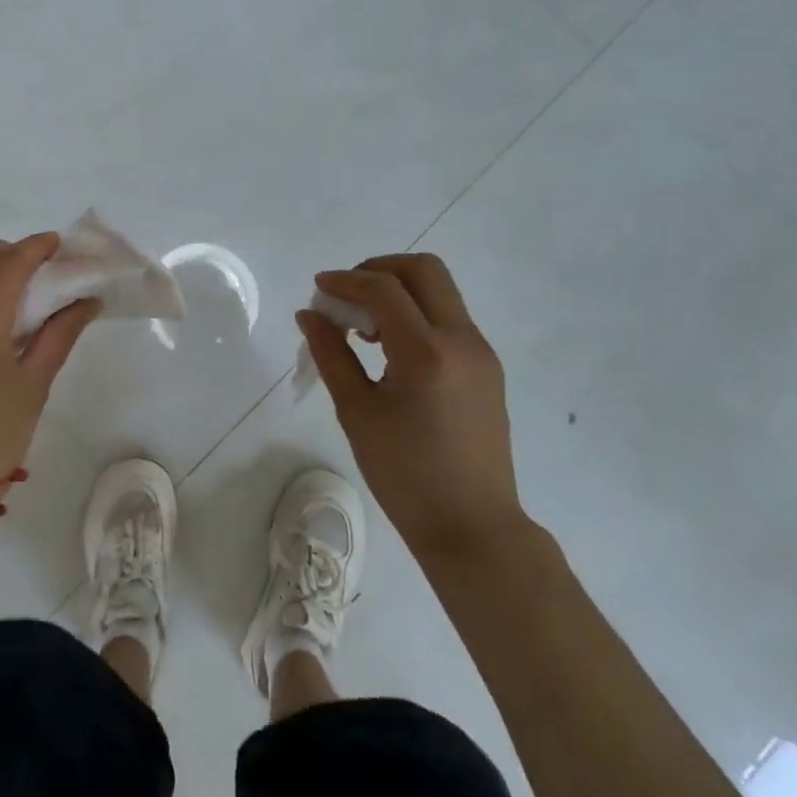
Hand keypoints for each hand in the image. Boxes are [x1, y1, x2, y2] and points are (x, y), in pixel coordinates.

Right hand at [299, 253, 529, 560]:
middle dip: (378, 269)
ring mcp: (481, 352)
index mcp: (427, 352)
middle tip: (347, 295)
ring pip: (440, 291)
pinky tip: (391, 348)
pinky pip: (449, 318)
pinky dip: (416, 314)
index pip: (384, 288)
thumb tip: (309, 315)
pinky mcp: (487, 367)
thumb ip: (331, 354)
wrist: (473, 526)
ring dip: (399, 291)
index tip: (319, 288)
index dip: (346, 280)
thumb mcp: (357, 412)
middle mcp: (462, 340)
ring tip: (365, 327)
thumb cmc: (405, 474)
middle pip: (424, 269)